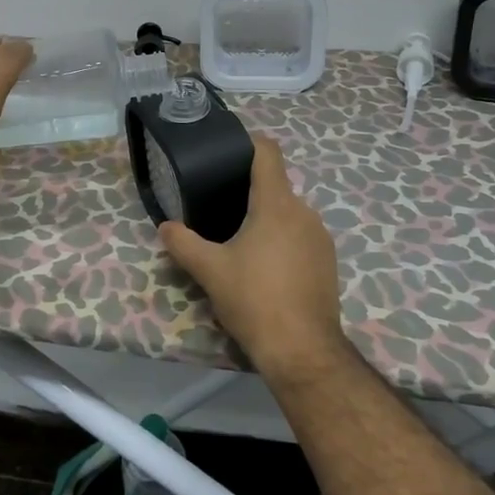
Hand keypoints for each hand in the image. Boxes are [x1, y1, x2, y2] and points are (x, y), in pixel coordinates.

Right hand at [158, 134, 350, 381]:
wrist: (303, 350)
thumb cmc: (254, 299)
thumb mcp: (209, 270)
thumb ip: (183, 243)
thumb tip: (165, 227)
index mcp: (276, 203)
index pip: (268, 152)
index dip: (248, 144)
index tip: (227, 151)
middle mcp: (303, 212)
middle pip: (275, 186)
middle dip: (249, 192)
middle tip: (220, 207)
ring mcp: (321, 237)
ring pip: (289, 213)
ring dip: (266, 219)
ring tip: (240, 240)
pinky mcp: (328, 262)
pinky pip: (301, 236)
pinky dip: (283, 241)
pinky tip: (265, 267)